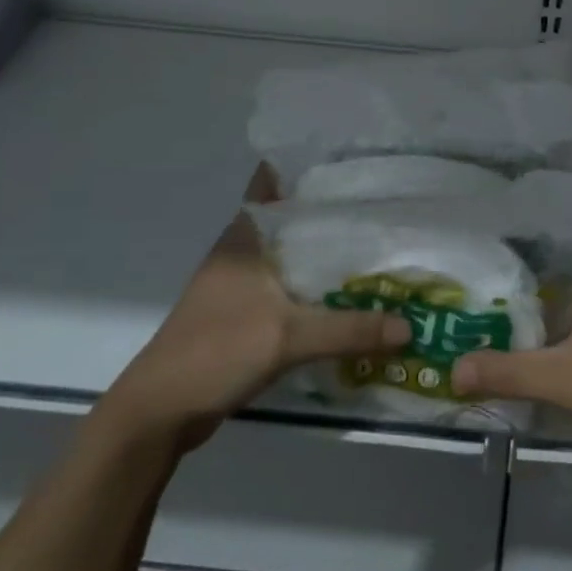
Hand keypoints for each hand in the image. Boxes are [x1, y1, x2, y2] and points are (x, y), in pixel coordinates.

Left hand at [100, 166, 410, 450]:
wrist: (160, 412)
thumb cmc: (217, 351)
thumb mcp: (289, 337)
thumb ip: (351, 329)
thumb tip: (411, 326)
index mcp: (244, 237)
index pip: (273, 180)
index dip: (308, 164)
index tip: (353, 158)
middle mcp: (242, 251)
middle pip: (291, 216)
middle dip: (332, 209)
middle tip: (385, 201)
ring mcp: (240, 282)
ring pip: (292, 252)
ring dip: (325, 251)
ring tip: (377, 243)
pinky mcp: (243, 312)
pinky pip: (289, 285)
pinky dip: (316, 284)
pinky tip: (348, 293)